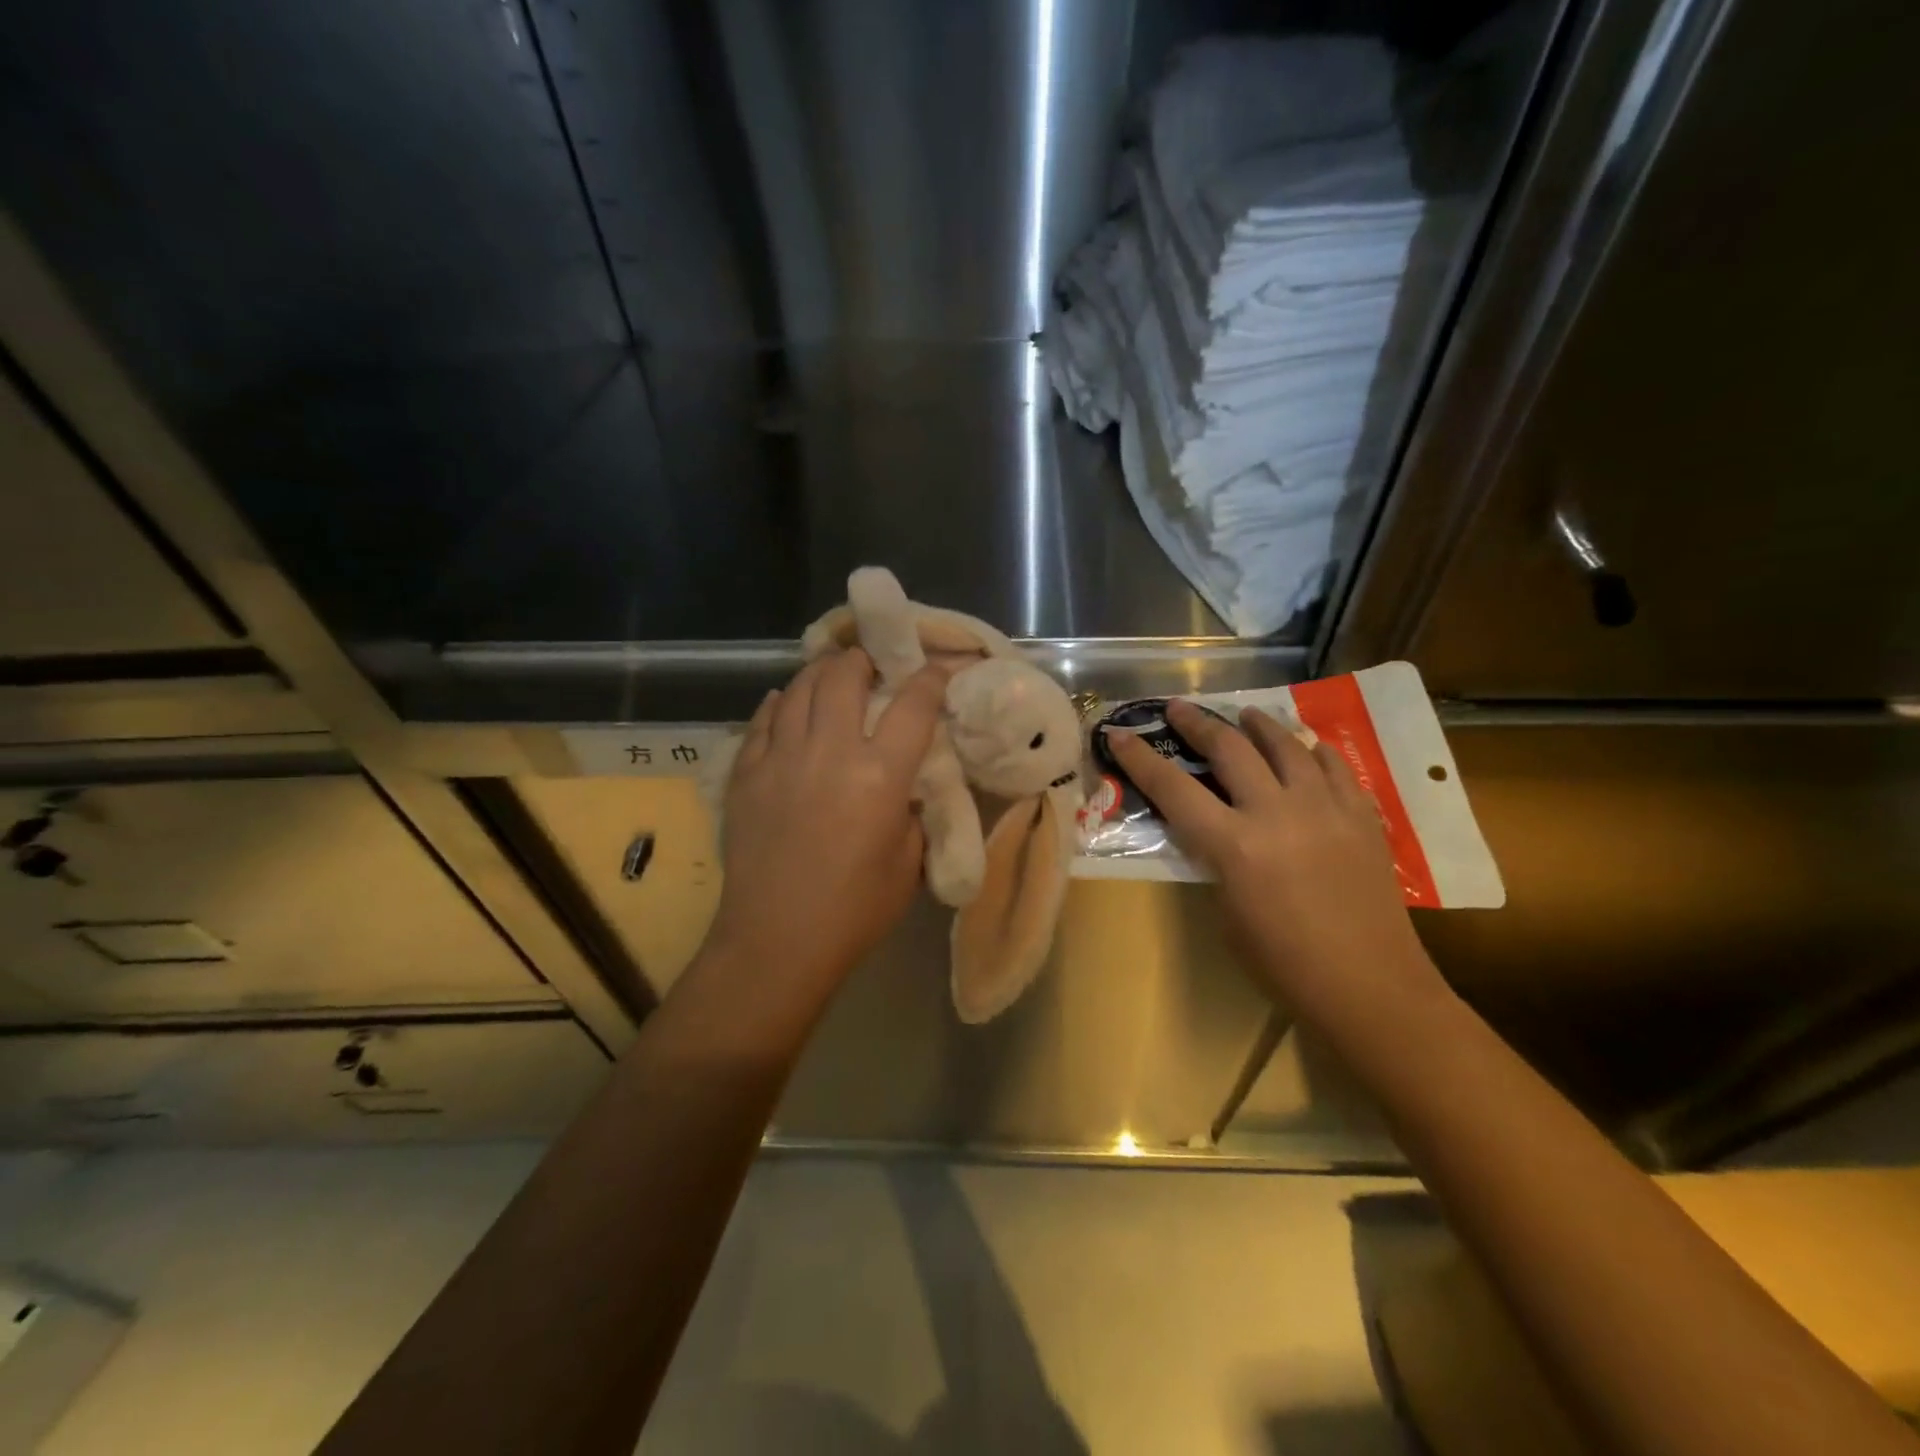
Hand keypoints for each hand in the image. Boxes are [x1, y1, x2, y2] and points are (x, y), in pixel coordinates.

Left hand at [705, 649, 946, 1000]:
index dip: (931, 678)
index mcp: (879, 775)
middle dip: (865, 658)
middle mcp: (829, 752)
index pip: (913, 704)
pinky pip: (763, 720)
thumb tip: (904, 785)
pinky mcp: (746, 773)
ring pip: (800, 688)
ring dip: (822, 672)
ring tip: (833, 674)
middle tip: (873, 664)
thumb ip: (911, 812)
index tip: (938, 668)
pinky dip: (780, 704)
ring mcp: (781, 758)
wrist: (775, 941)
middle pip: (845, 676)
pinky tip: (787, 703)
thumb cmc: (854, 911)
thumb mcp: (908, 863)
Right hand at [1106, 700, 1440, 1015]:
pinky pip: (1334, 766)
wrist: (1369, 987)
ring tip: (1245, 715)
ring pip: (1286, 745)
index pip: (1173, 788)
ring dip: (1259, 725)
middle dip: (1198, 724)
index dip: (1141, 759)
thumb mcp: (1226, 912)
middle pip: (1230, 749)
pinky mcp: (1361, 816)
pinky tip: (1305, 748)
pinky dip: (1312, 751)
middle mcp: (1277, 813)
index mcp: (1234, 845)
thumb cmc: (1283, 964)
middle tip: (1180, 709)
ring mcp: (1325, 809)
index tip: (1120, 734)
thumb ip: (1215, 859)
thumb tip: (1211, 829)